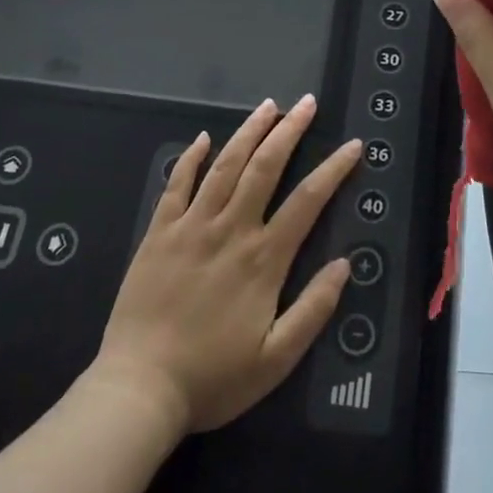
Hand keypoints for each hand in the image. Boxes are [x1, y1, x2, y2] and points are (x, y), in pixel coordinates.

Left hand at [91, 95, 355, 434]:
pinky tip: (203, 138)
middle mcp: (230, 230)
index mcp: (263, 258)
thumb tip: (344, 264)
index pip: (307, 200)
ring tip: (268, 106)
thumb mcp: (277, 358)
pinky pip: (176, 185)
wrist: (139, 389)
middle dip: (289, 131)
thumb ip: (314, 309)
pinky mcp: (158, 233)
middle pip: (264, 167)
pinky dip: (191, 158)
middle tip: (306, 103)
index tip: (352, 146)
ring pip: (224, 166)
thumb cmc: (213, 378)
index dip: (333, 169)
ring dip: (248, 132)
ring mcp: (191, 227)